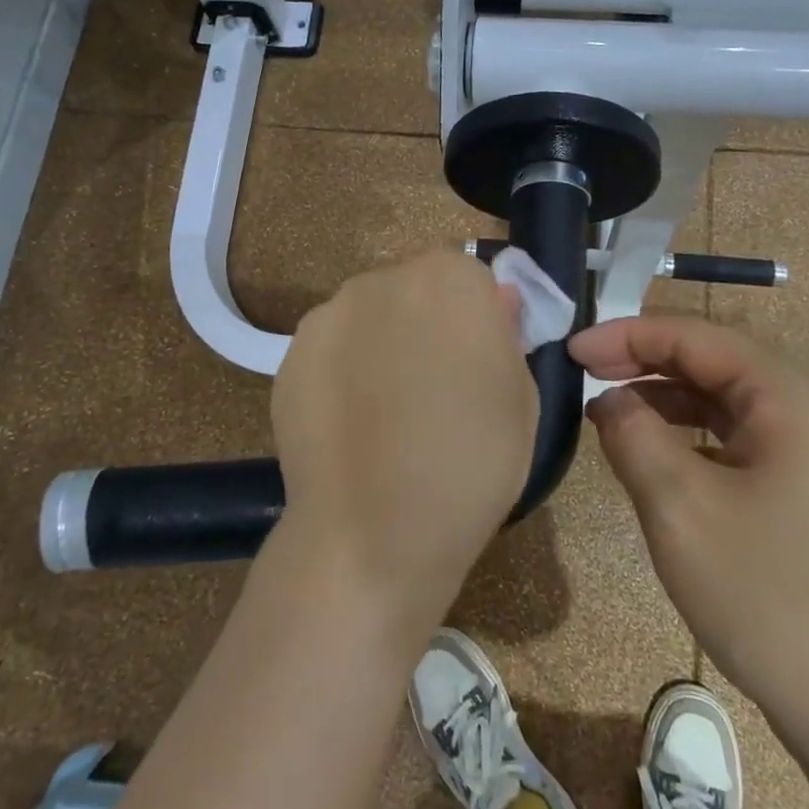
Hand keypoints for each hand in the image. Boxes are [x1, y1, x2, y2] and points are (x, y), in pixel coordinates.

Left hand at [270, 250, 537, 631]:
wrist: (374, 531)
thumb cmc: (470, 462)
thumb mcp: (520, 397)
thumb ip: (507, 333)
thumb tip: (497, 303)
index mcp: (449, 279)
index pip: (469, 277)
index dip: (477, 318)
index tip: (479, 362)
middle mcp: (382, 280)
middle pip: (414, 290)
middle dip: (426, 324)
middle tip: (435, 389)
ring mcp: (328, 316)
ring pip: (369, 318)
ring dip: (381, 346)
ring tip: (386, 415)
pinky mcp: (288, 357)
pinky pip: (331, 352)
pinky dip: (342, 375)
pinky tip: (350, 428)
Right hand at [569, 314, 808, 743]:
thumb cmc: (765, 593)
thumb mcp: (679, 506)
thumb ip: (631, 433)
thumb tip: (608, 398)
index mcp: (784, 392)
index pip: (692, 335)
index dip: (625, 335)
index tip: (569, 350)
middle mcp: (800, 402)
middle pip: (706, 357)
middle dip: (639, 358)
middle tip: (579, 369)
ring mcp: (803, 442)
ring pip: (715, 394)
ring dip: (658, 393)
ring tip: (602, 406)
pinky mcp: (795, 479)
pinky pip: (728, 431)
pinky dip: (682, 428)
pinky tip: (646, 446)